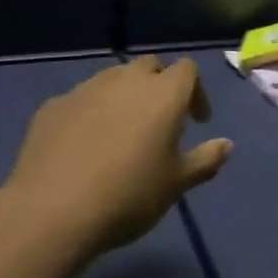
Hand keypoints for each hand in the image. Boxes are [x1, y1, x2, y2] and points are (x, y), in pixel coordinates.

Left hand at [1, 56, 230, 257]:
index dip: (196, 91)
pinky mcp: (54, 106)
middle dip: (159, 86)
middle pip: (150, 67)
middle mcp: (126, 80)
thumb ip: (205, 160)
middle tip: (160, 122)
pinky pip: (81, 100)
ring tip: (122, 133)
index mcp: (163, 93)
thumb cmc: (128, 195)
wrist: (52, 210)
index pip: (187, 70)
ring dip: (124, 97)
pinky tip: (84, 146)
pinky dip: (90, 114)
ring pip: (113, 79)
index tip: (196, 121)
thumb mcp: (176, 184)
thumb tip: (226, 144)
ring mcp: (86, 89)